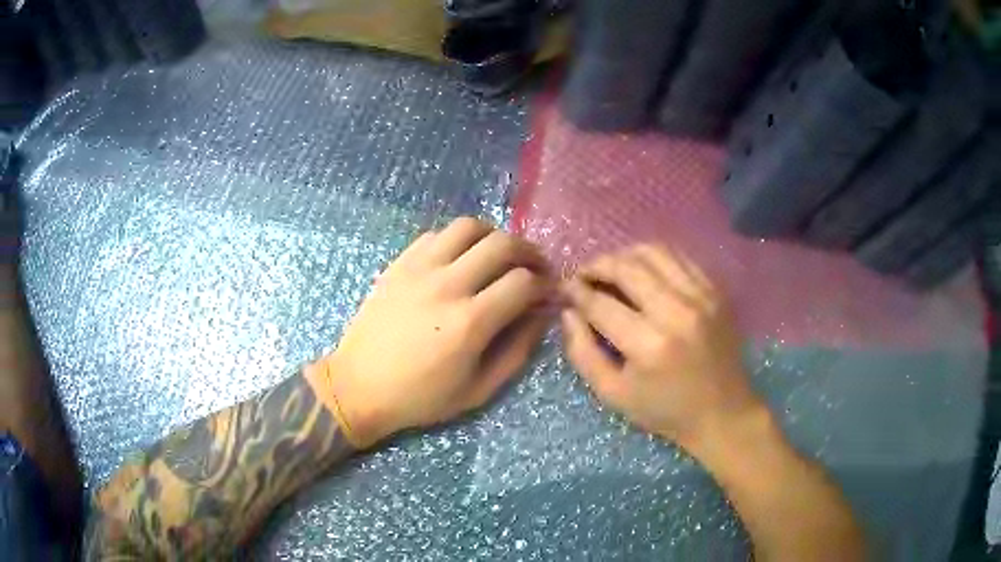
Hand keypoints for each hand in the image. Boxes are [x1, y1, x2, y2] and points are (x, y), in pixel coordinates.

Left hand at [321, 218, 550, 446]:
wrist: (359, 387)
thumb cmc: (420, 397)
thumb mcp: (478, 390)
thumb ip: (517, 352)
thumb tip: (542, 317)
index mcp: (470, 322)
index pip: (523, 282)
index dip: (544, 284)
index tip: (547, 292)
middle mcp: (447, 285)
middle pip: (502, 244)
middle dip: (529, 252)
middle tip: (534, 267)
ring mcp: (419, 269)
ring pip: (468, 227)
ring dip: (493, 236)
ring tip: (498, 256)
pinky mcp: (399, 264)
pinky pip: (436, 235)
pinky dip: (457, 241)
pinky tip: (459, 260)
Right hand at [561, 245, 763, 449]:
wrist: (723, 412)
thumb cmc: (664, 411)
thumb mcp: (613, 395)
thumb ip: (583, 353)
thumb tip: (568, 312)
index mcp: (650, 346)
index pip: (601, 304)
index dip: (577, 292)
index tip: (565, 288)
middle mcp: (678, 312)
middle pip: (627, 267)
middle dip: (597, 265)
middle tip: (584, 275)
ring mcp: (701, 297)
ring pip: (653, 252)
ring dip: (624, 255)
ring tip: (611, 269)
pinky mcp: (715, 291)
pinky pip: (679, 257)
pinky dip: (654, 258)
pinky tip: (643, 271)